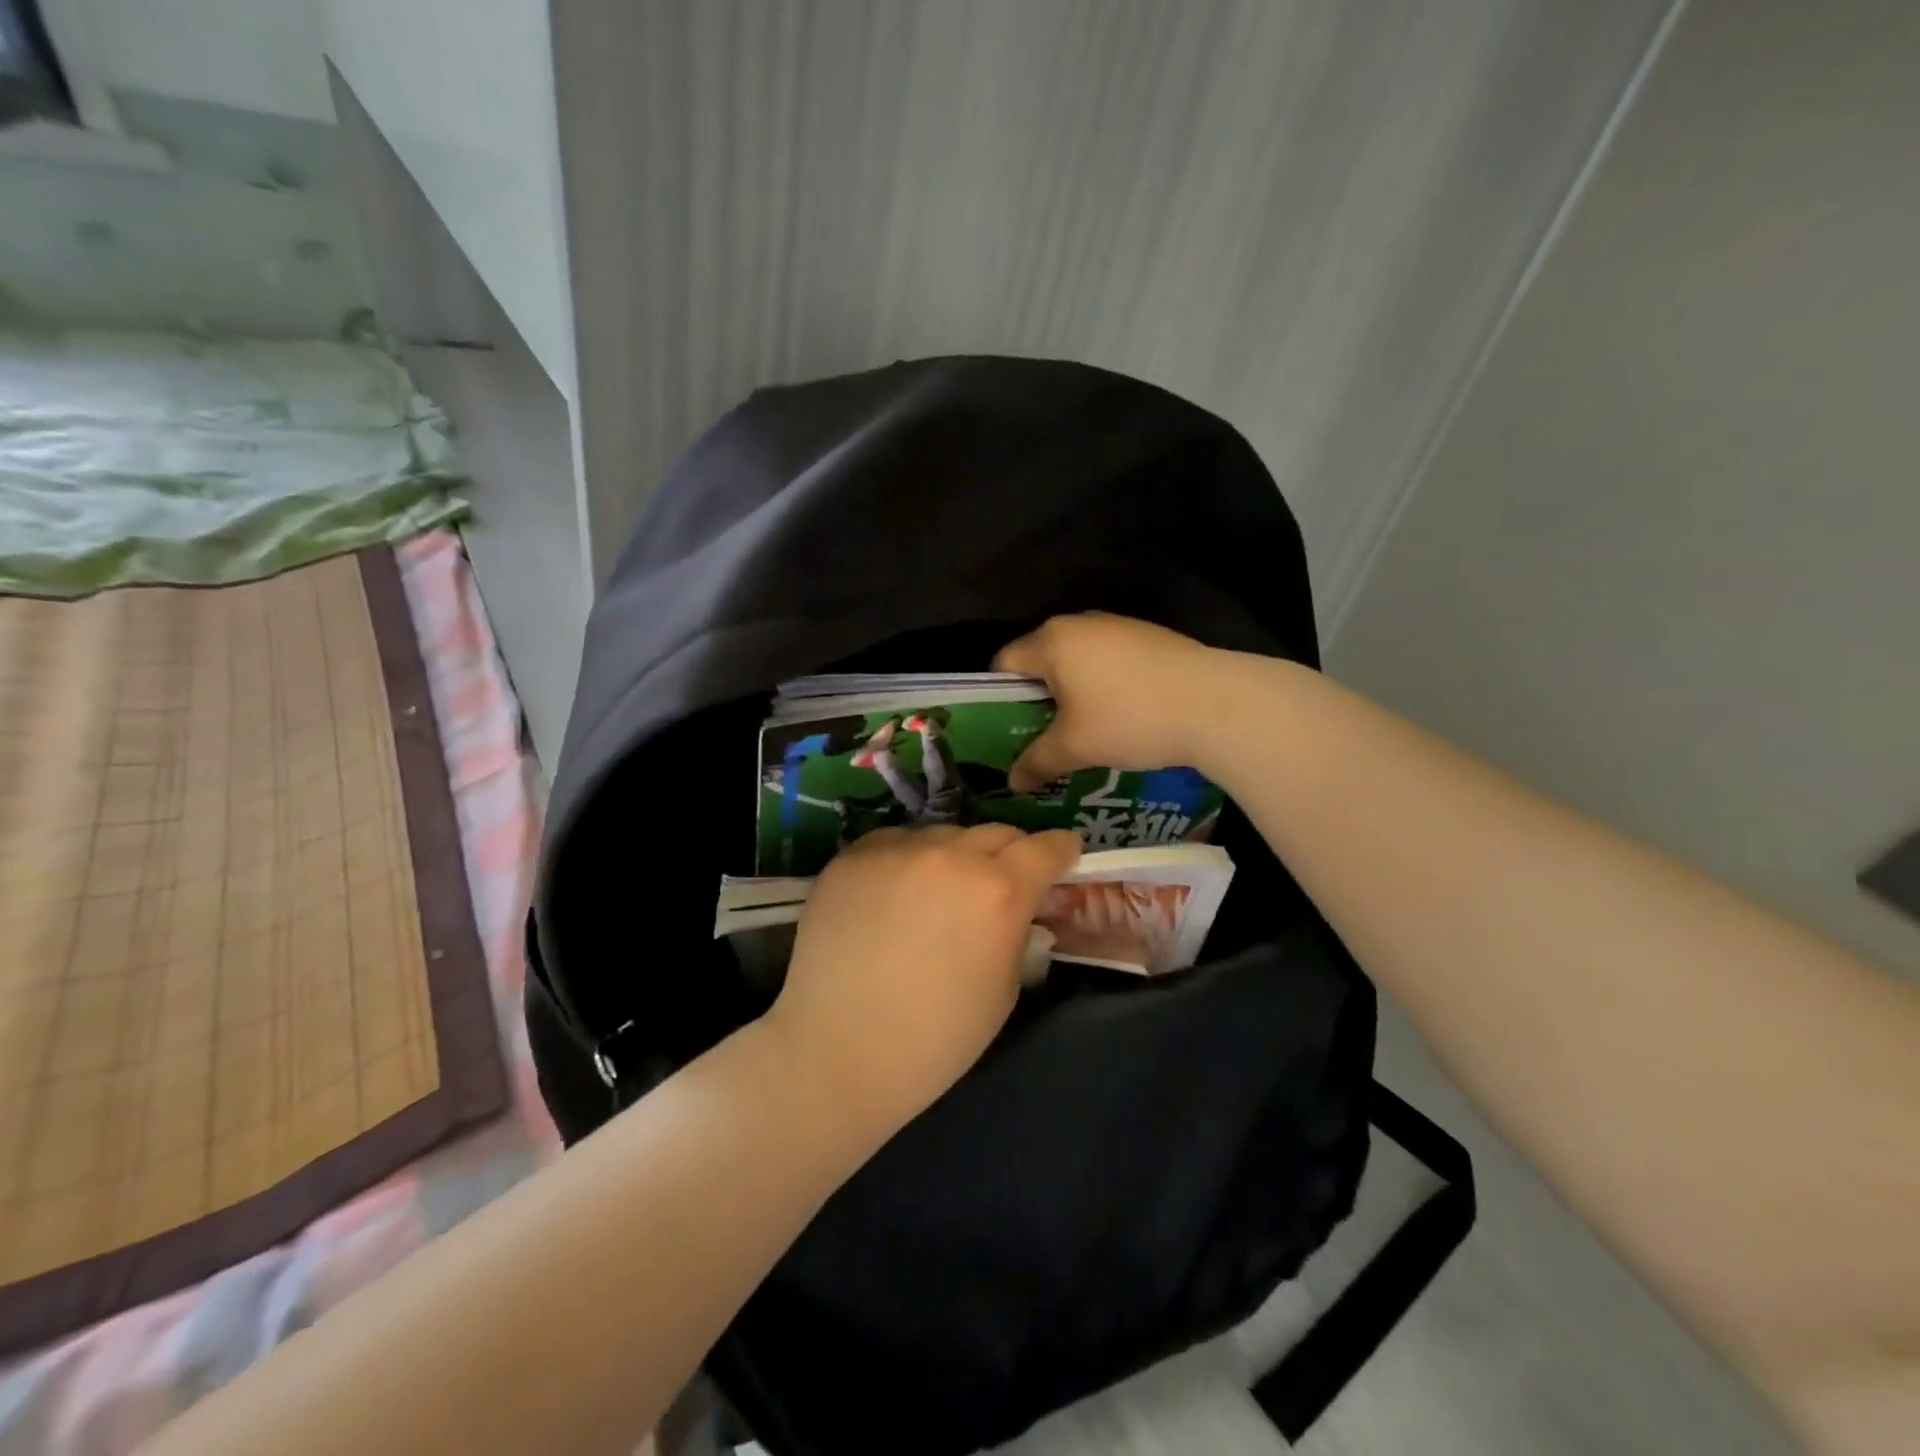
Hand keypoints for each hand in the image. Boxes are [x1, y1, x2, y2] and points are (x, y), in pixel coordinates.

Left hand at [764, 824, 1082, 1135]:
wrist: (838, 1053)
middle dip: (1009, 854)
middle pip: (996, 833)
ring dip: (954, 857)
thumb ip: (1016, 930)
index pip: (1045, 848)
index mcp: (999, 890)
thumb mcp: (1004, 988)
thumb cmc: (935, 1038)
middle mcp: (950, 855)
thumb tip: (1017, 906)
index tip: (1065, 855)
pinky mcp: (853, 857)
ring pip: (943, 836)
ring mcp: (896, 850)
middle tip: (1000, 883)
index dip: (1061, 850)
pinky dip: (906, 860)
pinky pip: (895, 843)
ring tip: (938, 894)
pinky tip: (894, 895)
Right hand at [994, 613, 1226, 790]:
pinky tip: (1121, 714)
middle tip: (1040, 735)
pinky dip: (1103, 683)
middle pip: (1040, 658)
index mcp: (1051, 642)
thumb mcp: (1075, 748)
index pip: (1003, 663)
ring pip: (1077, 659)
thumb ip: (1036, 763)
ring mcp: (1117, 625)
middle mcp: (1079, 623)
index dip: (997, 699)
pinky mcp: (1148, 635)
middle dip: (1036, 697)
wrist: (1215, 704)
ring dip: (1071, 691)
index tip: (1007, 731)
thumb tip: (1011, 782)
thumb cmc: (1130, 720)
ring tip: (1082, 729)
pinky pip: (1108, 659)